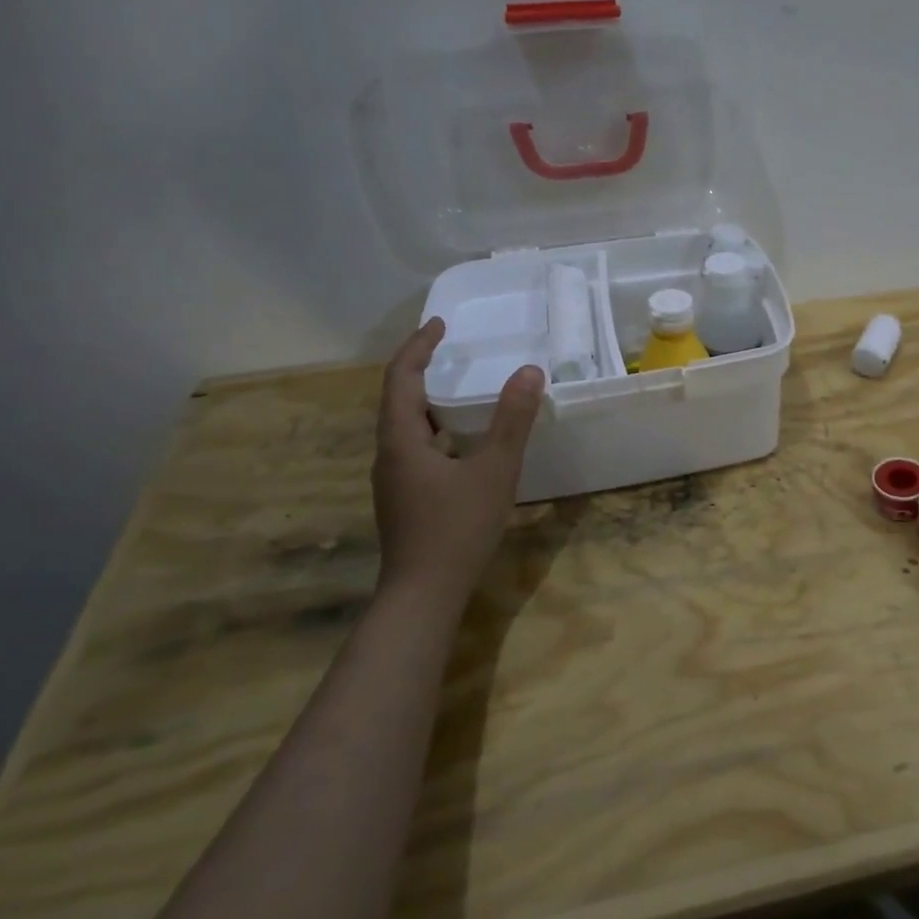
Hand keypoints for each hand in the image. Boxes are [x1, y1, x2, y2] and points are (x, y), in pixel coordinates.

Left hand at [372, 319, 543, 601]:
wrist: (423, 595)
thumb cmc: (457, 528)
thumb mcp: (494, 470)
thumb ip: (512, 420)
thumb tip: (529, 371)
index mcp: (401, 441)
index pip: (401, 379)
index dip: (419, 347)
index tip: (440, 324)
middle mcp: (388, 455)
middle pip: (397, 400)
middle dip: (421, 370)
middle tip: (450, 350)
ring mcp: (393, 480)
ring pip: (405, 427)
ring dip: (428, 401)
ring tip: (458, 389)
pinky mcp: (404, 499)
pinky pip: (415, 448)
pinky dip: (435, 430)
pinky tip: (461, 443)